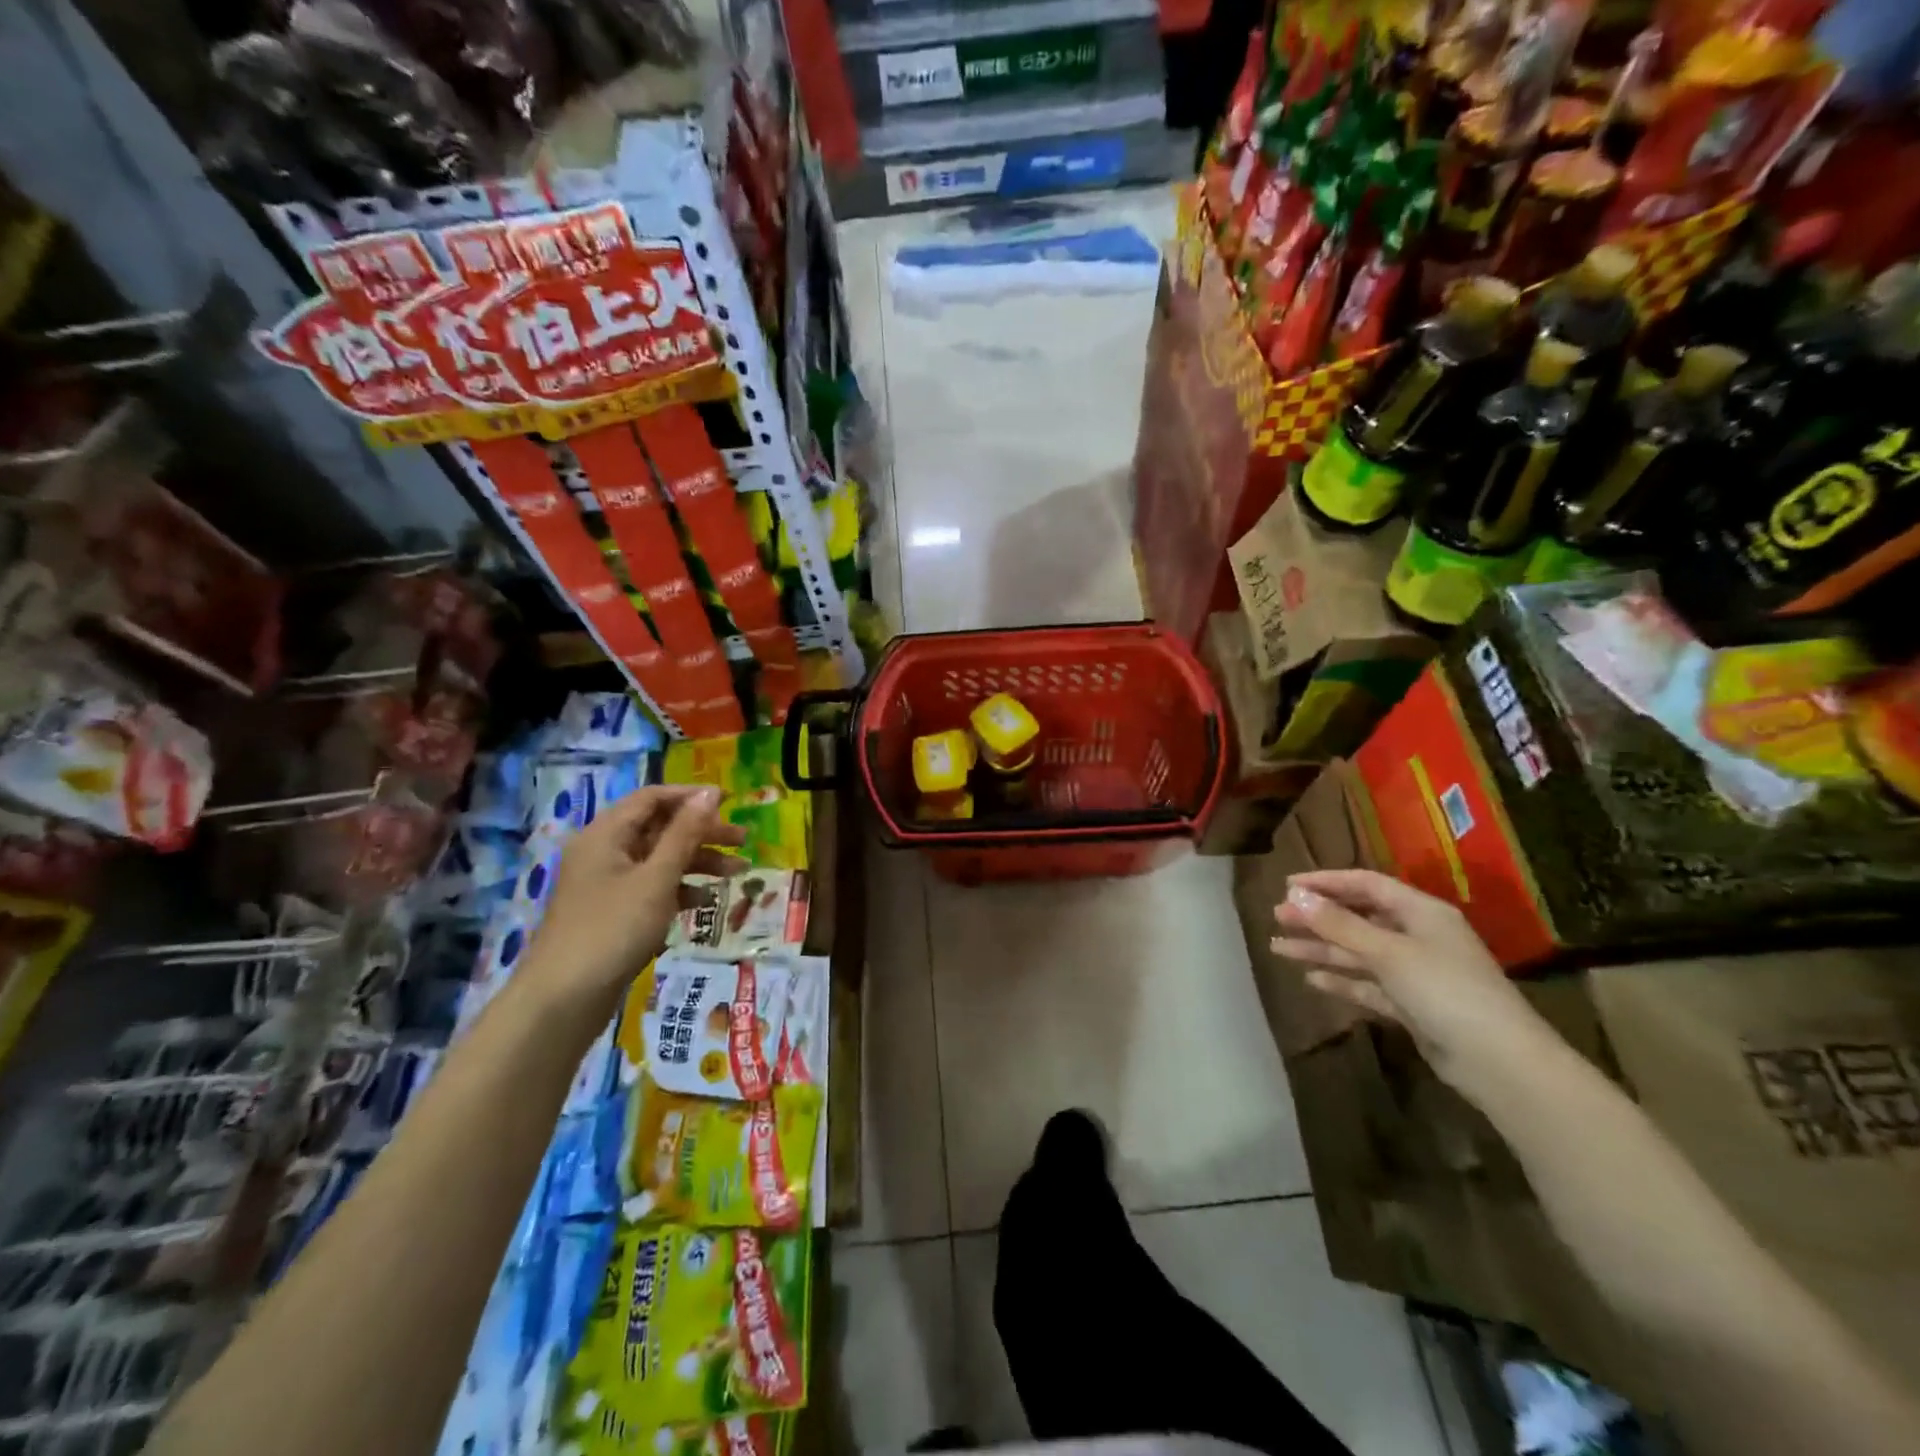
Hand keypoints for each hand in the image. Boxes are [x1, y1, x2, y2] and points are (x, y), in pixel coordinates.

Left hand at [525, 785, 745, 1007]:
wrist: (563, 1000)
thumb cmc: (613, 929)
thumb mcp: (656, 878)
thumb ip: (685, 834)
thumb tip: (710, 793)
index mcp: (606, 834)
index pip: (652, 798)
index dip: (691, 796)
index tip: (731, 801)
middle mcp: (604, 851)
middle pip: (659, 828)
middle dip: (702, 831)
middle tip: (742, 839)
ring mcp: (607, 884)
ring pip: (659, 859)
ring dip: (698, 861)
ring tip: (737, 871)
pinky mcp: (613, 912)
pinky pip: (652, 886)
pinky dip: (680, 888)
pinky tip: (706, 900)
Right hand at [1271, 868, 1556, 1095]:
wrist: (1499, 1063)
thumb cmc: (1445, 991)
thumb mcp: (1388, 952)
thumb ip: (1339, 924)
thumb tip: (1295, 893)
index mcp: (1421, 912)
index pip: (1366, 884)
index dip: (1326, 882)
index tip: (1287, 884)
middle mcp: (1418, 936)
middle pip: (1359, 918)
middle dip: (1318, 917)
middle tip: (1277, 916)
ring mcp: (1415, 973)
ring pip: (1358, 953)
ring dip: (1321, 949)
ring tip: (1278, 948)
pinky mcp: (1412, 1006)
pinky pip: (1368, 985)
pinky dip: (1341, 981)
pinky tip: (1312, 980)